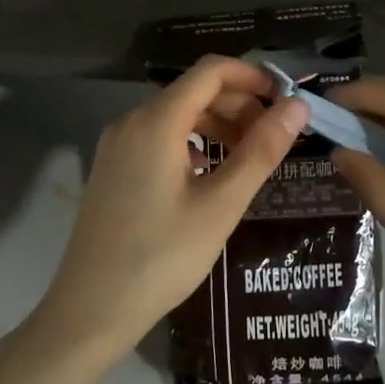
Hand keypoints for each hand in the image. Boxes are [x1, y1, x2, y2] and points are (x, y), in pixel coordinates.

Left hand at [34, 56, 309, 366]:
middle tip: (276, 135)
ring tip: (251, 153)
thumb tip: (297, 106)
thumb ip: (260, 151)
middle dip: (239, 102)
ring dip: (218, 123)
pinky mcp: (112, 167)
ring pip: (177, 114)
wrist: (88, 313)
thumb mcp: (220, 205)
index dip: (252, 76)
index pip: (211, 70)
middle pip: (194, 90)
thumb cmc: (161, 258)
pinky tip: (211, 171)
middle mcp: (132, 120)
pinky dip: (193, 141)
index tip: (285, 99)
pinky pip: (159, 136)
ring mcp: (117, 144)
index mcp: (157, 120)